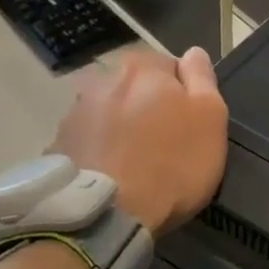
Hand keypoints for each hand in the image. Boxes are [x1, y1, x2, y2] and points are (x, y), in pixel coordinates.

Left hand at [50, 47, 227, 235]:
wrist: (108, 214)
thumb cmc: (172, 163)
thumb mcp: (211, 117)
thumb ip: (203, 77)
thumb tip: (193, 53)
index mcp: (142, 66)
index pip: (170, 66)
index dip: (183, 94)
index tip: (188, 124)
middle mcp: (103, 79)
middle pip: (135, 88)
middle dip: (147, 107)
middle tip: (163, 144)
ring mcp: (75, 112)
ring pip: (109, 112)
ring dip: (120, 127)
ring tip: (133, 163)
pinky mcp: (58, 144)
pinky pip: (87, 140)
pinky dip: (98, 150)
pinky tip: (110, 174)